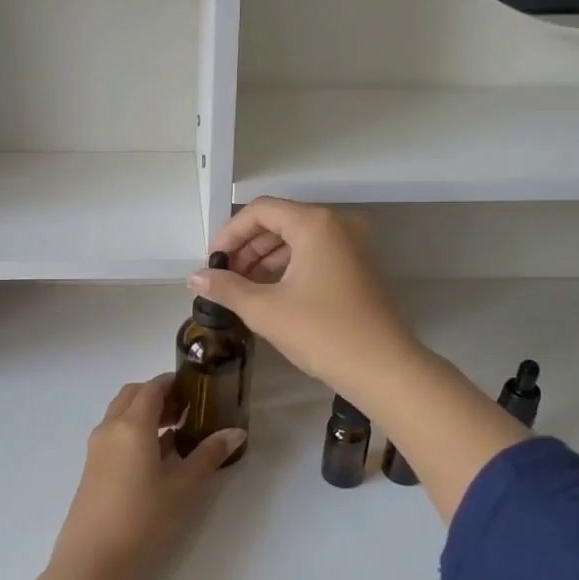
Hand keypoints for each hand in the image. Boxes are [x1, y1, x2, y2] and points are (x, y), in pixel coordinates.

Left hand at [25, 376, 244, 579]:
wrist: (92, 565)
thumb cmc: (143, 521)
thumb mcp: (184, 489)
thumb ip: (208, 456)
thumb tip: (236, 432)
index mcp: (132, 425)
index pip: (152, 387)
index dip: (175, 382)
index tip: (199, 388)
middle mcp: (110, 429)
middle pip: (133, 396)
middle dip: (160, 395)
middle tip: (190, 408)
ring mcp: (97, 450)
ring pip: (121, 415)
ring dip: (147, 414)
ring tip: (179, 430)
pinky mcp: (93, 470)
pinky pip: (115, 436)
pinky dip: (136, 432)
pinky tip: (159, 456)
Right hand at [197, 198, 422, 401]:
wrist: (383, 368)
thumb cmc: (322, 333)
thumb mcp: (265, 310)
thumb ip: (227, 288)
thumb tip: (196, 278)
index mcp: (315, 224)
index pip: (261, 211)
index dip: (230, 234)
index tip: (212, 263)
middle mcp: (337, 225)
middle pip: (280, 222)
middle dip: (247, 248)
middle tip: (224, 278)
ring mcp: (353, 246)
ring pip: (298, 240)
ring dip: (266, 260)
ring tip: (242, 290)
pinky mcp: (359, 268)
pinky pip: (315, 256)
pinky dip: (289, 269)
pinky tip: (270, 295)